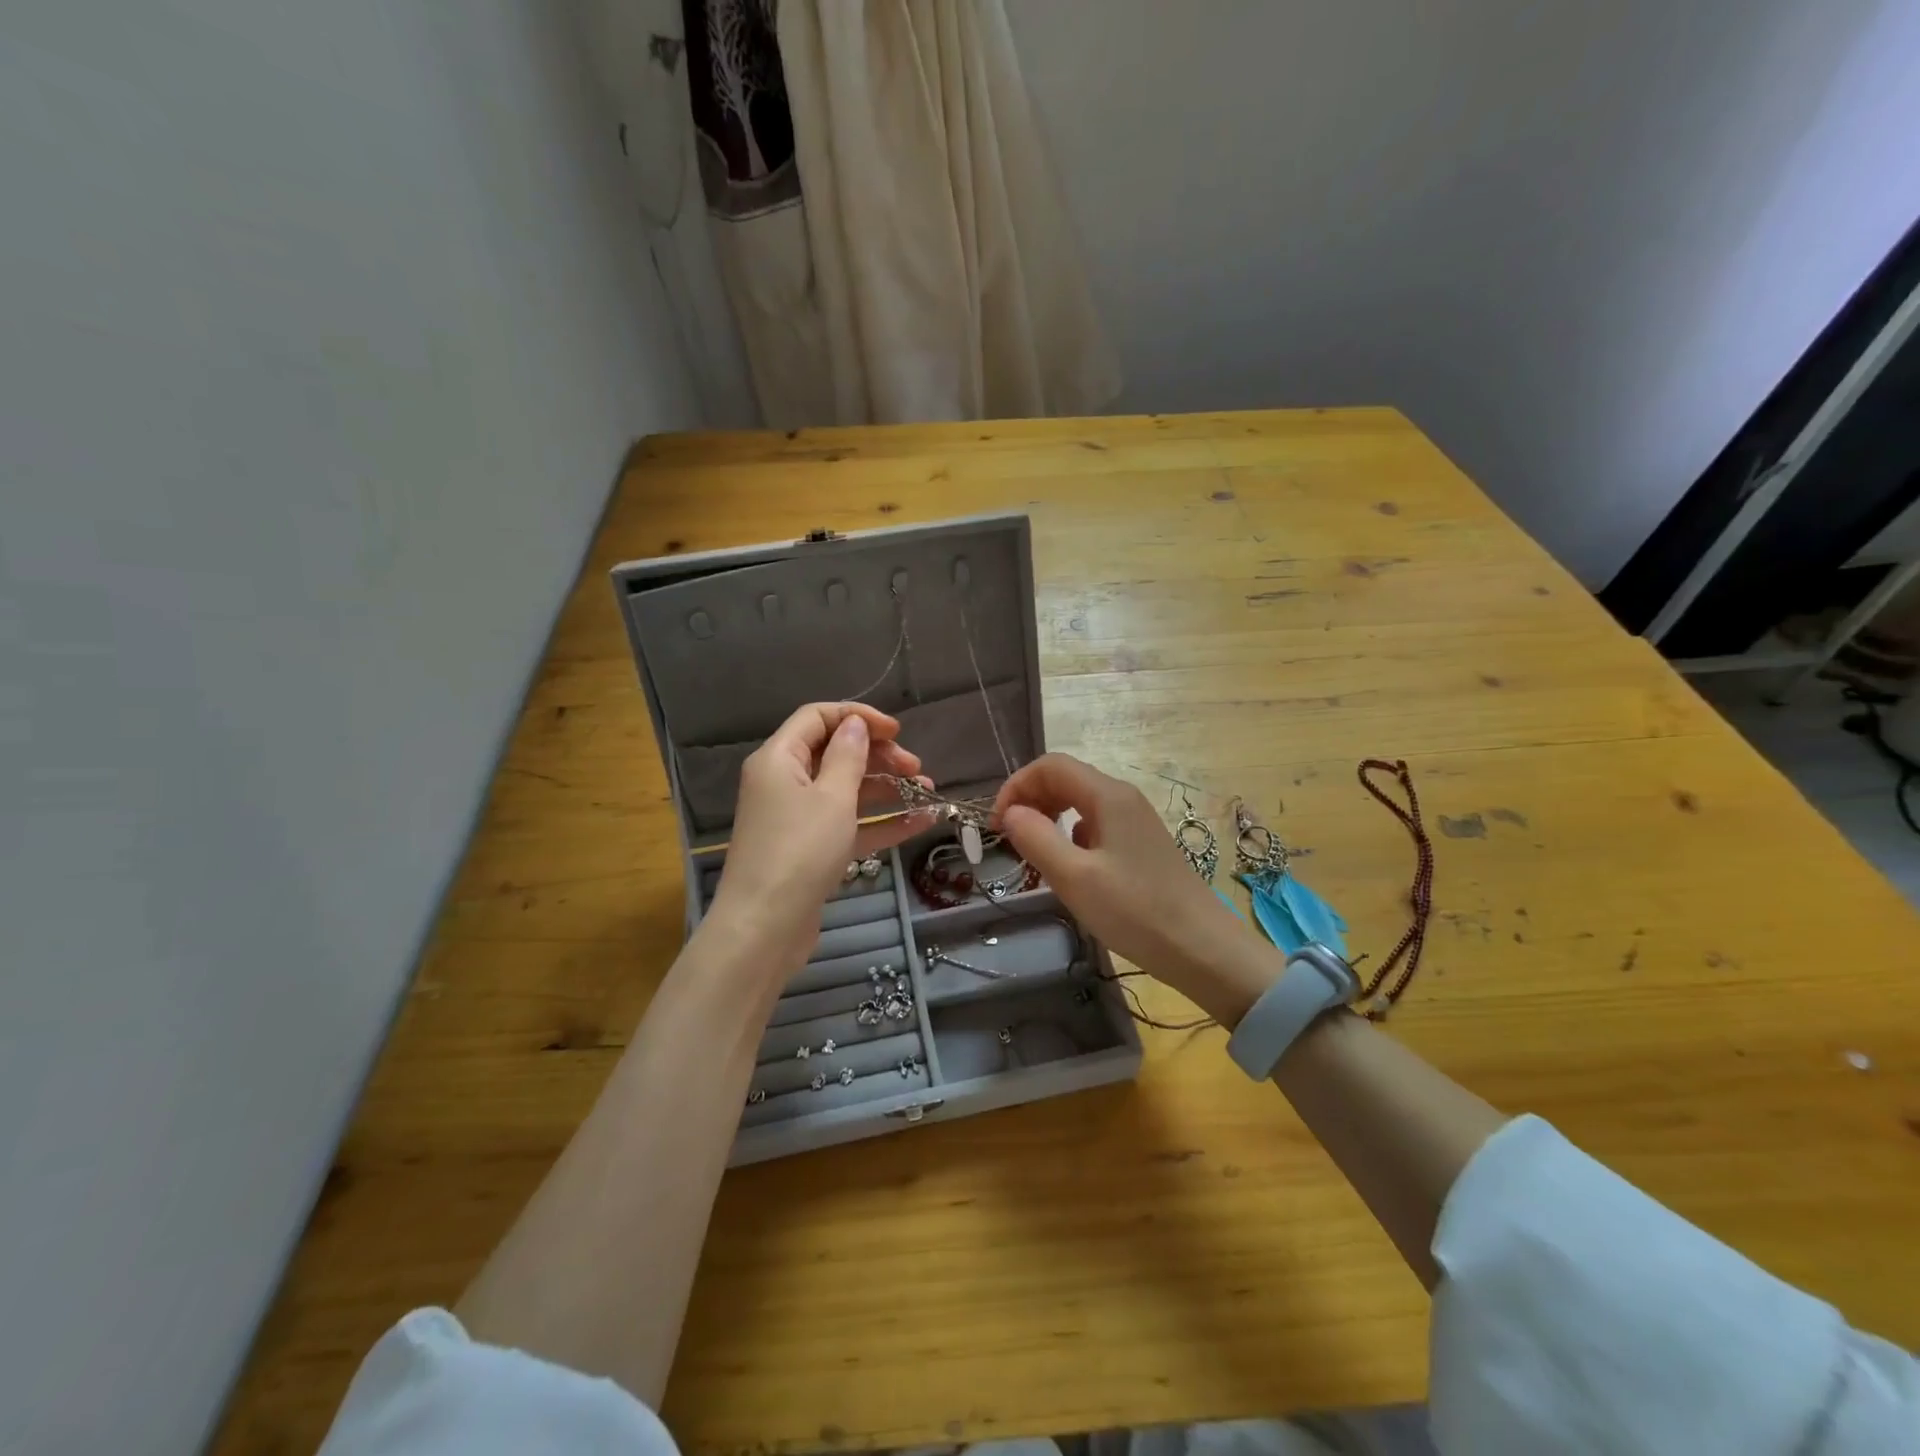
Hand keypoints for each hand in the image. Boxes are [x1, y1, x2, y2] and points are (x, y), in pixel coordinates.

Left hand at [710, 703, 934, 955]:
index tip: (897, 731)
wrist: (765, 928)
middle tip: (916, 767)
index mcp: (779, 758)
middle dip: (878, 756)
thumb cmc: (799, 851)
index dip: (858, 718)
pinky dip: (880, 821)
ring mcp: (797, 818)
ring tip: (927, 791)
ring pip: (846, 790)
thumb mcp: (832, 797)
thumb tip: (855, 725)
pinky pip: (848, 824)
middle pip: (834, 753)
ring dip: (886, 788)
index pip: (818, 718)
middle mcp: (784, 782)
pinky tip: (920, 822)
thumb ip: (848, 756)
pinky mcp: (810, 849)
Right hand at [992, 754, 1278, 1015]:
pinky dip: (1070, 835)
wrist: (1202, 948)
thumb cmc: (1136, 911)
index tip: (996, 825)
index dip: (1016, 786)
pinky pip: (1095, 824)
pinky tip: (1068, 868)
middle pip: (1065, 778)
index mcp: (1108, 796)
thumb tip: (1010, 813)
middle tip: (1009, 839)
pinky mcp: (1140, 844)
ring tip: (1032, 853)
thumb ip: (1036, 838)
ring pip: (1079, 802)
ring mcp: (1134, 820)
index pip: (1050, 766)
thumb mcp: (1075, 878)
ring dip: (1048, 817)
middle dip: (1030, 799)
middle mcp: (1122, 798)